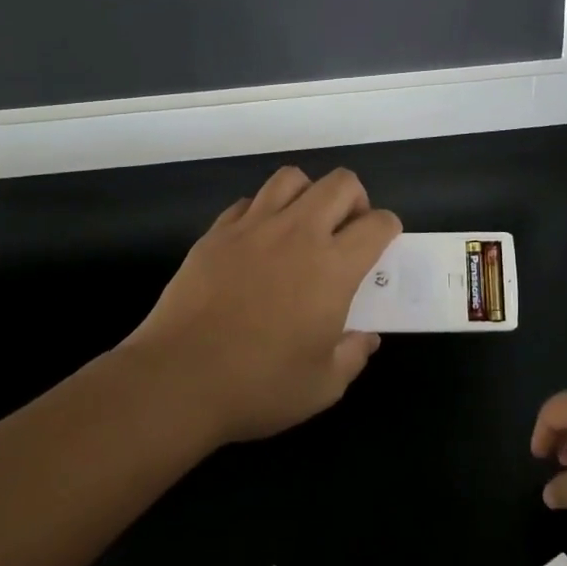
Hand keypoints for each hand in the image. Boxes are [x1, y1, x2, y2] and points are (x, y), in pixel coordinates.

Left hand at [126, 166, 400, 445]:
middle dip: (356, 199)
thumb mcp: (323, 386)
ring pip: (292, 179)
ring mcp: (253, 228)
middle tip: (347, 232)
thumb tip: (365, 337)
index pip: (377, 223)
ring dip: (308, 195)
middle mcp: (298, 234)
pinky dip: (263, 212)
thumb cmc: (258, 386)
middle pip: (340, 184)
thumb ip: (353, 355)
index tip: (382, 246)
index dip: (389, 228)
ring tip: (303, 227)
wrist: (177, 381)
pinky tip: (259, 243)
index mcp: (333, 267)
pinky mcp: (216, 233)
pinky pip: (248, 202)